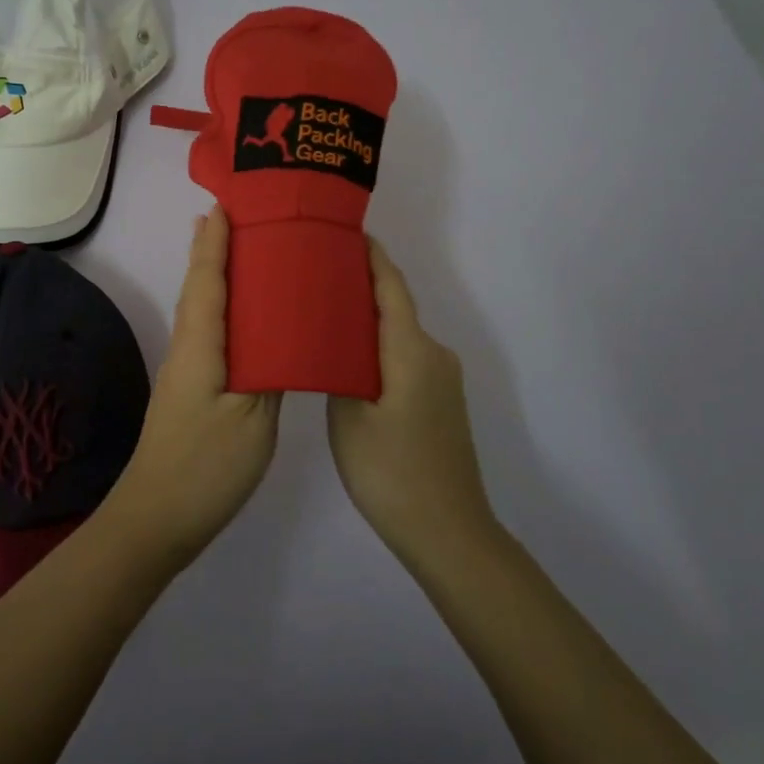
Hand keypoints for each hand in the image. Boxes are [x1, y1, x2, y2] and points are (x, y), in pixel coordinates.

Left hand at [101, 207, 280, 570]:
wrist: (157, 518)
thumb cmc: (206, 467)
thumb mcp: (253, 419)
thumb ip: (272, 370)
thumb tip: (286, 332)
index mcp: (201, 345)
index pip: (208, 279)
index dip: (215, 241)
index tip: (224, 204)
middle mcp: (188, 348)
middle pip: (199, 286)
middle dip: (213, 248)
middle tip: (239, 216)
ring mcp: (187, 370)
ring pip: (202, 309)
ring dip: (216, 274)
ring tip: (241, 250)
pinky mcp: (192, 389)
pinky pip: (209, 332)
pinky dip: (223, 308)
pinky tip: (243, 316)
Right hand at [327, 238, 500, 567]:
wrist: (448, 531)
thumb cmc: (390, 471)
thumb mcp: (349, 416)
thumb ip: (340, 367)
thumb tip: (333, 337)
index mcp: (412, 350)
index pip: (391, 287)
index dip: (372, 257)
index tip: (346, 232)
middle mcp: (434, 354)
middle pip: (395, 307)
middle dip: (359, 286)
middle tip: (315, 275)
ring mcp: (442, 379)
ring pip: (399, 335)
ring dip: (367, 320)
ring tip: (323, 313)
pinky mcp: (441, 400)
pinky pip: (405, 357)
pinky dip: (379, 347)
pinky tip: (349, 358)